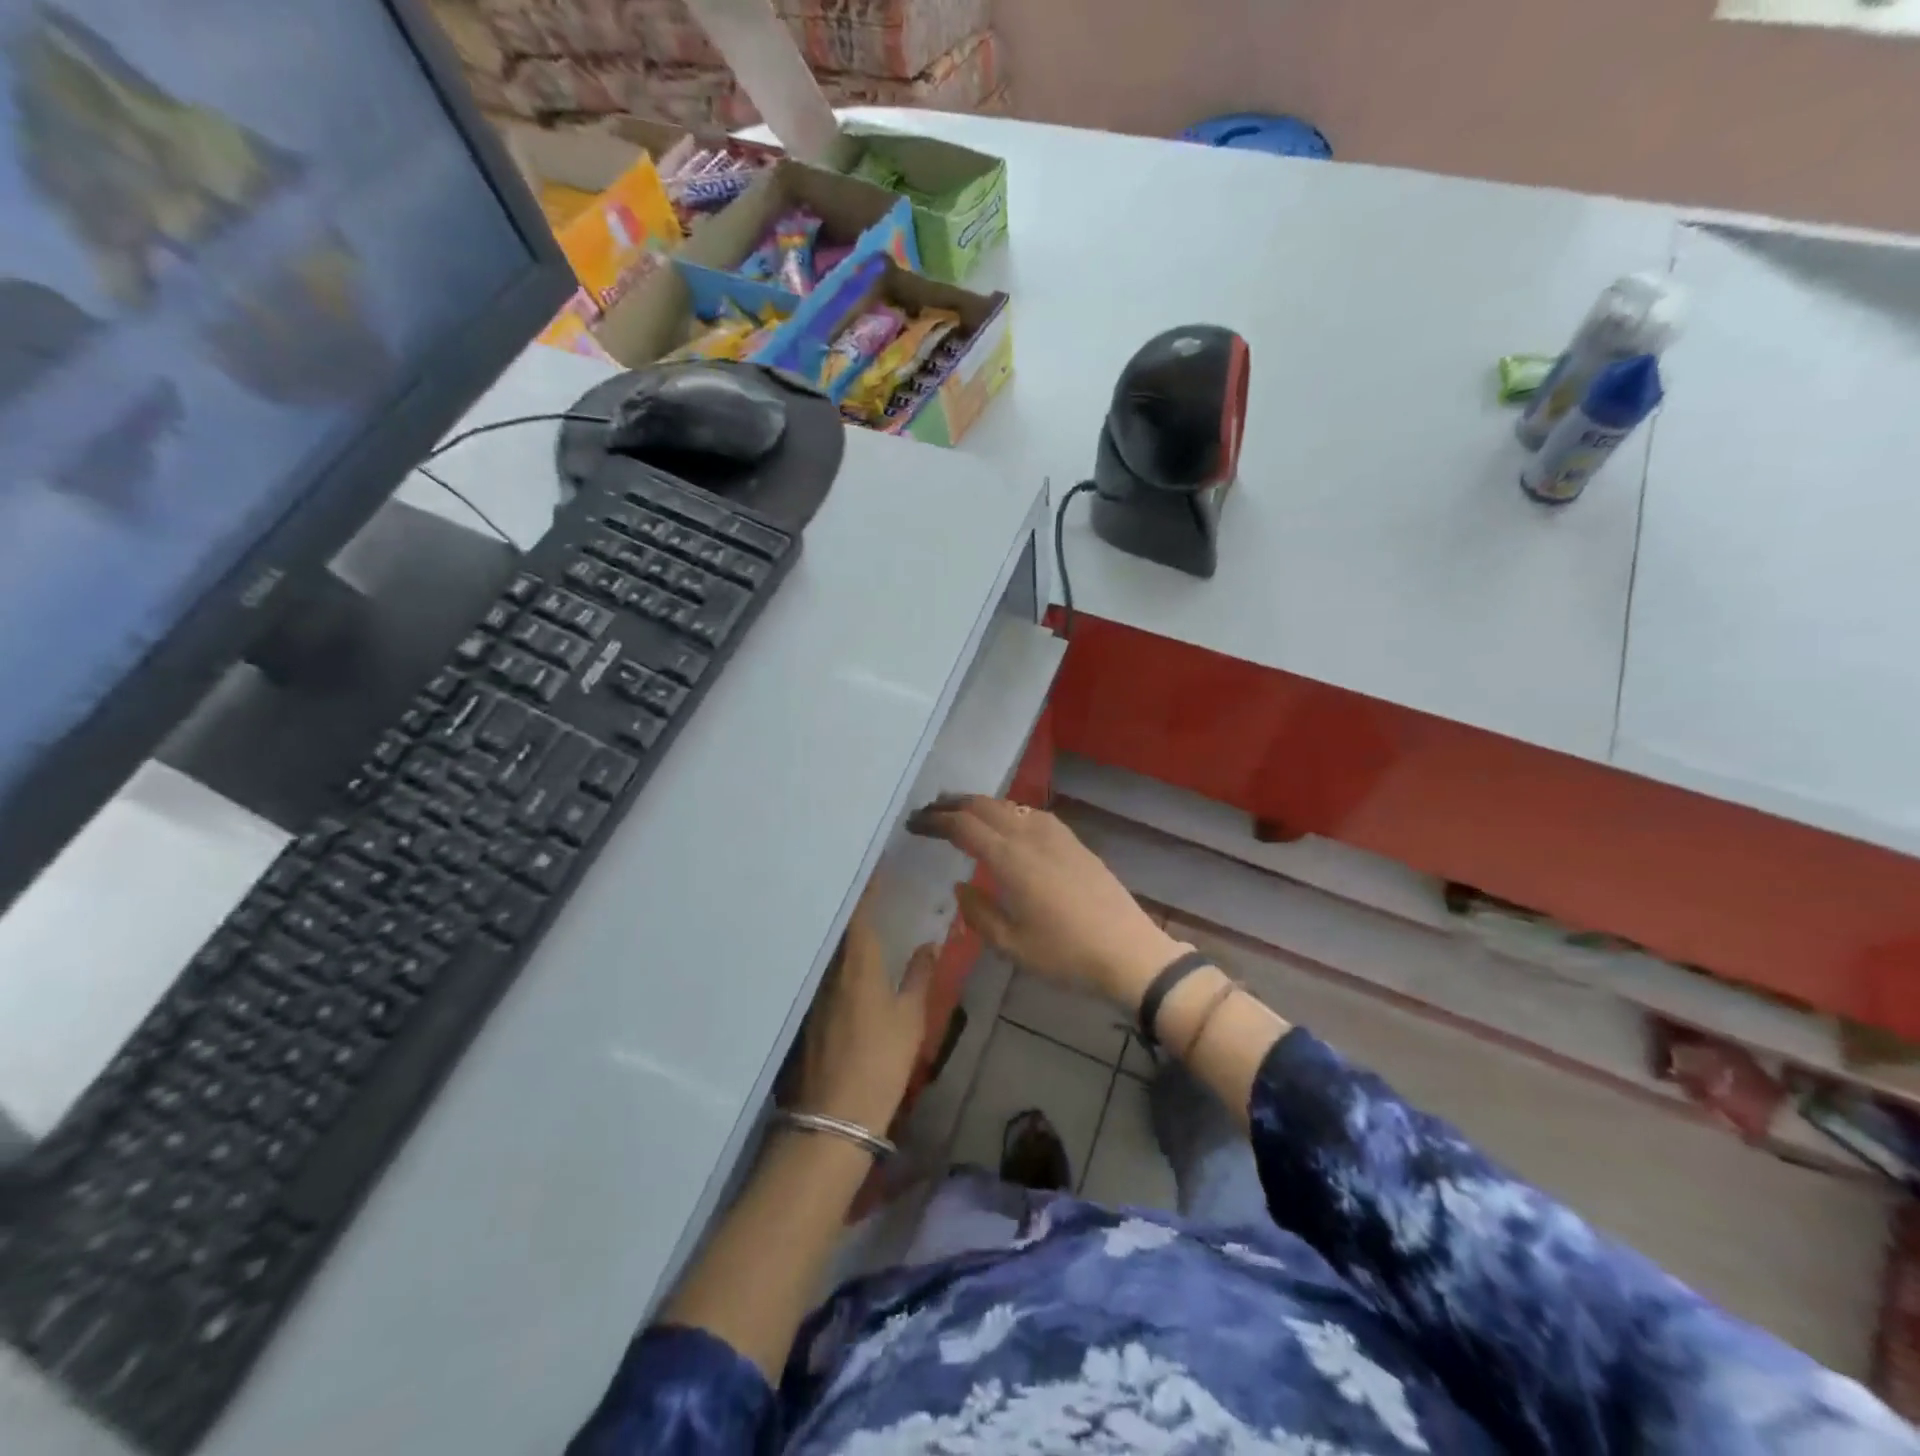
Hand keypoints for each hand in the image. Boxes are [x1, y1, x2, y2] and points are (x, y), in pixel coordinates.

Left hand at [788, 897, 933, 1133]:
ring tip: (859, 910)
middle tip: (867, 880)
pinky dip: (835, 953)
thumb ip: (919, 976)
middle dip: (851, 901)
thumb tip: (928, 944)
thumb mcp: (910, 1018)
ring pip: (829, 947)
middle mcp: (829, 969)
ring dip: (842, 927)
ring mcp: (814, 991)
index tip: (873, 863)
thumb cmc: (880, 1060)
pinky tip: (846, 956)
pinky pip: (823, 968)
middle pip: (838, 925)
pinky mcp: (808, 1012)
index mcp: (857, 963)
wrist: (835, 1116)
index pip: (858, 912)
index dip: (866, 886)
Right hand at [908, 795, 1182, 1011]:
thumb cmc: (1065, 954)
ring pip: (1009, 805)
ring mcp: (1056, 835)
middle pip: (985, 806)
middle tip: (929, 812)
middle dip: (953, 804)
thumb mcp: (1011, 945)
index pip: (963, 825)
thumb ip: (979, 912)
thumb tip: (961, 886)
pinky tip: (1006, 824)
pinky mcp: (1074, 842)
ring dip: (980, 804)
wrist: (1128, 951)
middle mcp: (1031, 836)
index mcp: (1010, 859)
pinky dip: (1007, 811)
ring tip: (961, 813)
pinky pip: (1031, 813)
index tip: (914, 824)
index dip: (935, 820)